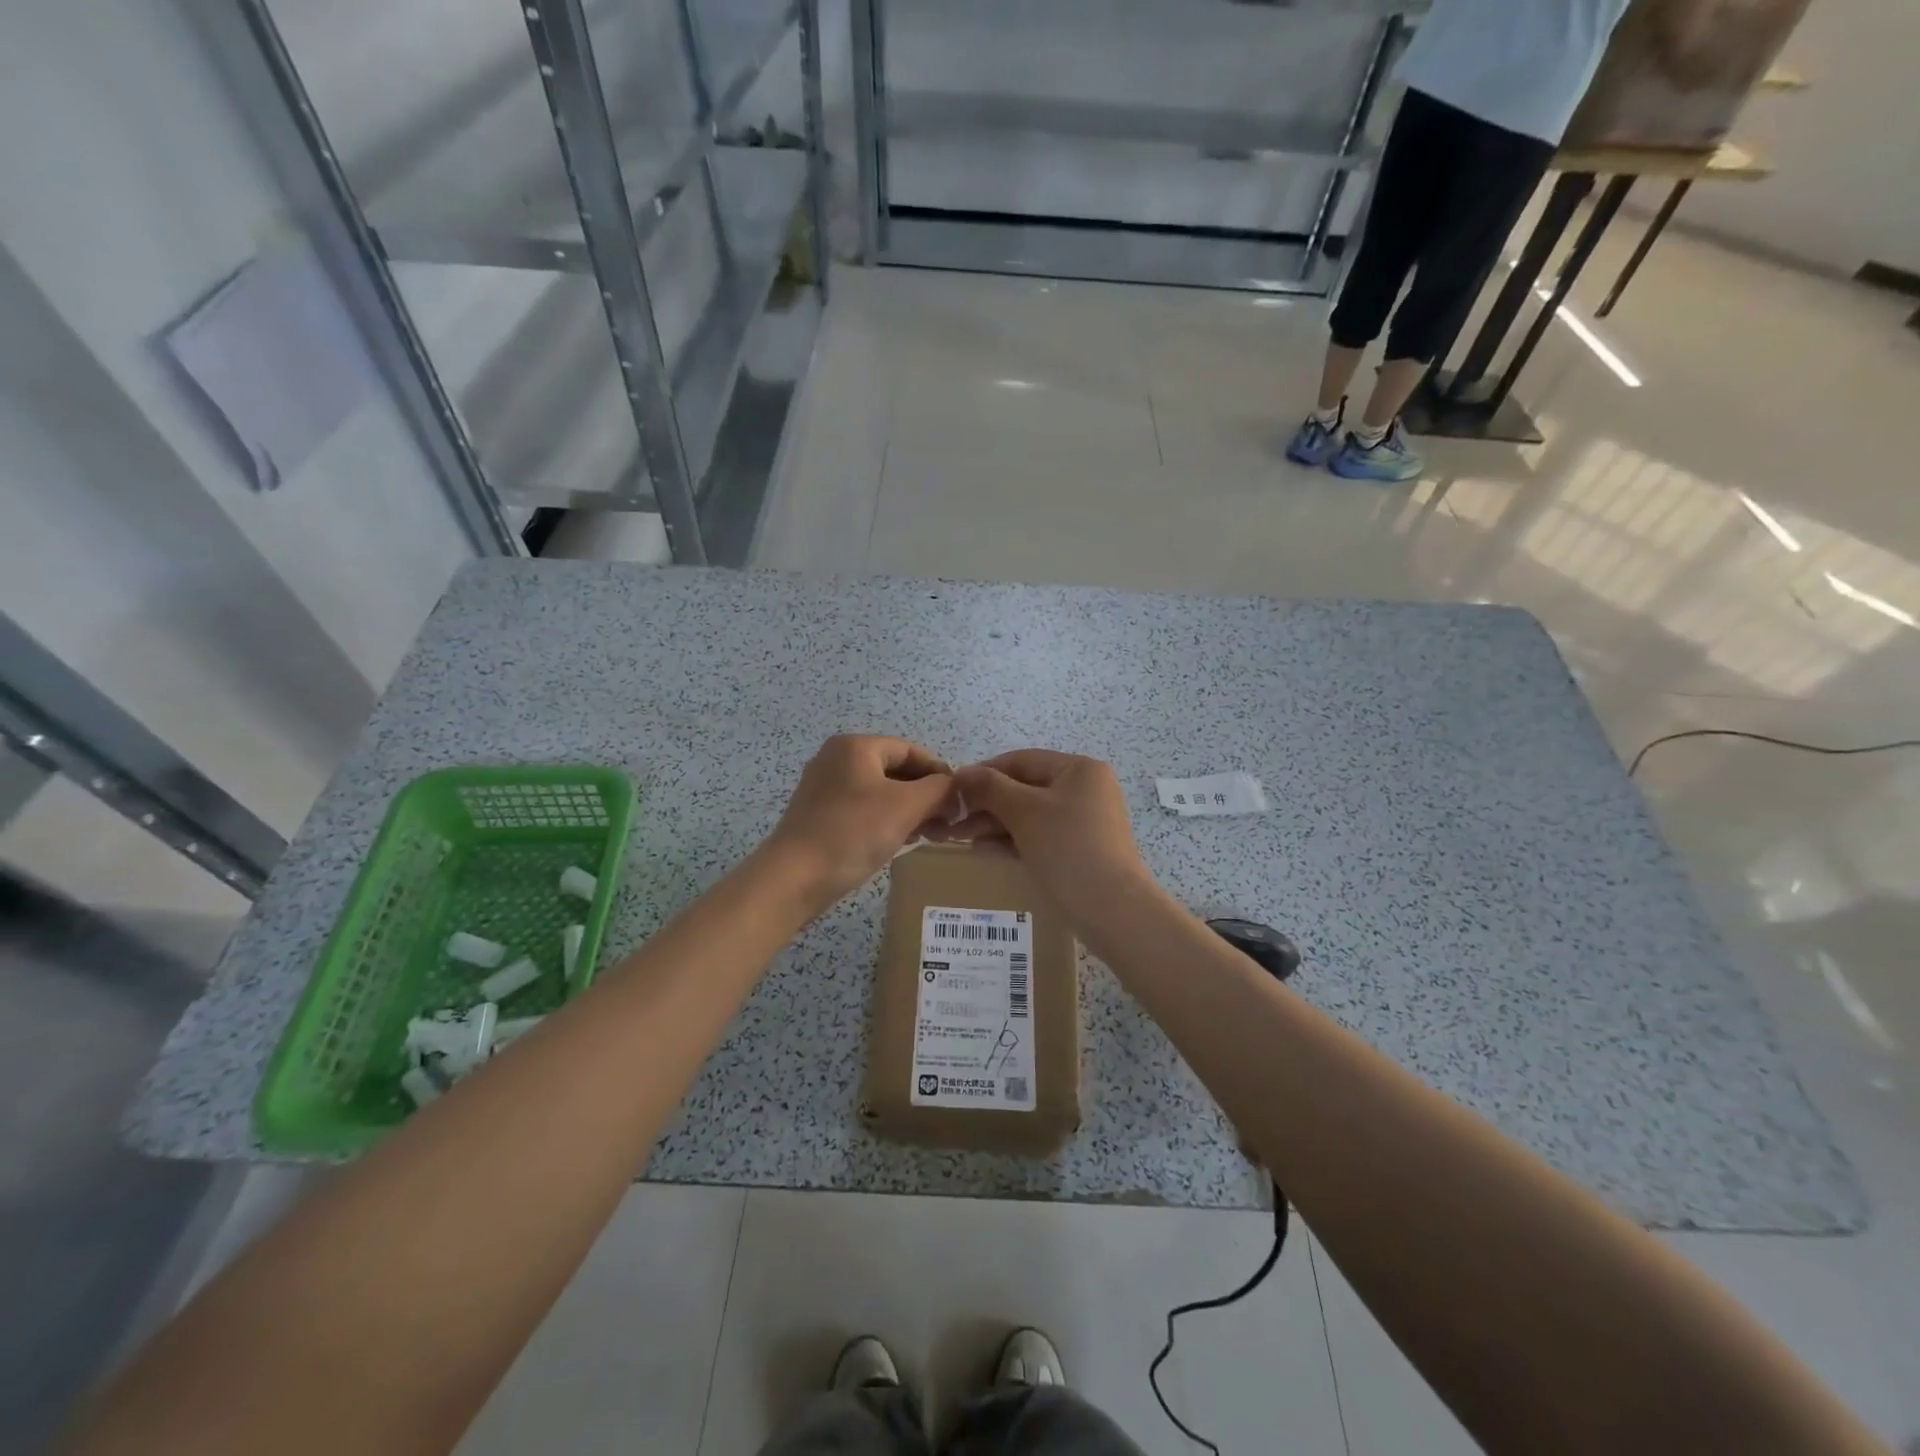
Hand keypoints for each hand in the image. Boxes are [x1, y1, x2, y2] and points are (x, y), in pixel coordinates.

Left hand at [762, 735, 954, 907]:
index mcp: (855, 747)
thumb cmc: (852, 833)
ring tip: (930, 834)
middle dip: (925, 795)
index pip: (910, 750)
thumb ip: (939, 790)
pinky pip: (862, 809)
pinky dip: (885, 820)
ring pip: (880, 792)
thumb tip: (955, 790)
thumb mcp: (906, 806)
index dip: (939, 773)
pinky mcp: (819, 815)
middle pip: (895, 770)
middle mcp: (836, 759)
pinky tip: (900, 841)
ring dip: (908, 810)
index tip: (959, 801)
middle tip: (947, 823)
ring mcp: (824, 788)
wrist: (793, 878)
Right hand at [931, 749, 1153, 924]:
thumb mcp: (1024, 811)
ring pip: (1030, 815)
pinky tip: (984, 851)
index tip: (952, 790)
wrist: (1112, 909)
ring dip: (995, 824)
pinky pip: (1040, 836)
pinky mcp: (1080, 850)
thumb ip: (990, 788)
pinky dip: (1013, 841)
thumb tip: (961, 772)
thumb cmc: (1067, 847)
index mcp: (1079, 770)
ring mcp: (1085, 822)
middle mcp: (1085, 790)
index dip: (984, 773)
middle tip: (953, 820)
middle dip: (987, 804)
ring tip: (962, 838)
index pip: (1022, 761)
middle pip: (1025, 788)